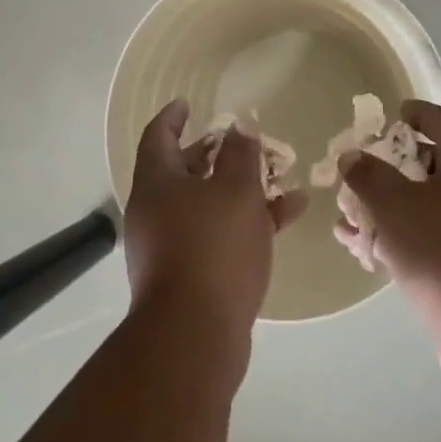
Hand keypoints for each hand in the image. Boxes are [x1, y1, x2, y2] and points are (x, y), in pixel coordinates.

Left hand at [124, 100, 307, 354]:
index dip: (174, 116)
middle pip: (182, 170)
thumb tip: (239, 129)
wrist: (193, 339)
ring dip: (239, 190)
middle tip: (241, 143)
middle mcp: (154, 210)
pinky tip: (286, 218)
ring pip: (205, 204)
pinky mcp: (187, 277)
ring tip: (280, 180)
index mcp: (157, 182)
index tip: (188, 103)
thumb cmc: (212, 248)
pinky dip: (244, 223)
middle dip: (214, 154)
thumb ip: (241, 155)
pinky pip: (215, 235)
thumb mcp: (236, 191)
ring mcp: (168, 246)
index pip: (159, 135)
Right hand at [338, 101, 440, 398]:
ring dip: (390, 209)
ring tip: (349, 218)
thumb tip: (353, 156)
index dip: (419, 113)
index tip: (391, 117)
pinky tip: (366, 253)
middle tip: (361, 172)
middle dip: (393, 167)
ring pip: (429, 208)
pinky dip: (402, 240)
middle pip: (435, 165)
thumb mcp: (395, 205)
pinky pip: (433, 242)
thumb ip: (368, 175)